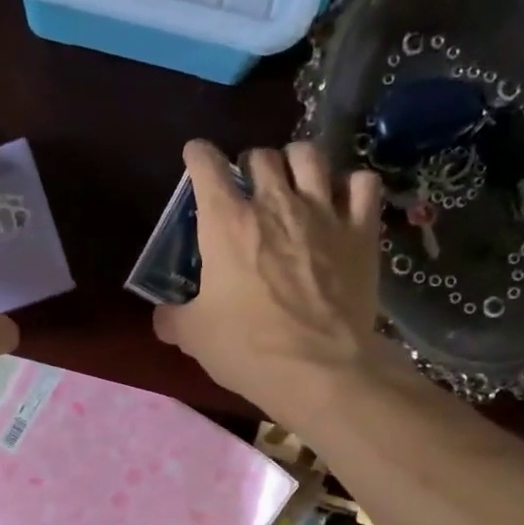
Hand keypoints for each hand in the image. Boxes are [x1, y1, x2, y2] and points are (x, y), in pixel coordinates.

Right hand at [153, 139, 388, 423]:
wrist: (318, 369)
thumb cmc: (247, 348)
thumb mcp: (194, 336)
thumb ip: (173, 318)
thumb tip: (162, 316)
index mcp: (227, 223)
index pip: (207, 166)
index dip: (198, 156)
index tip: (196, 156)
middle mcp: (275, 203)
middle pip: (261, 155)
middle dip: (248, 164)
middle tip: (246, 186)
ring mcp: (323, 212)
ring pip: (309, 155)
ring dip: (295, 161)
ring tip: (292, 180)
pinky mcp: (360, 231)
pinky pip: (361, 183)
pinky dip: (349, 184)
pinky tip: (341, 199)